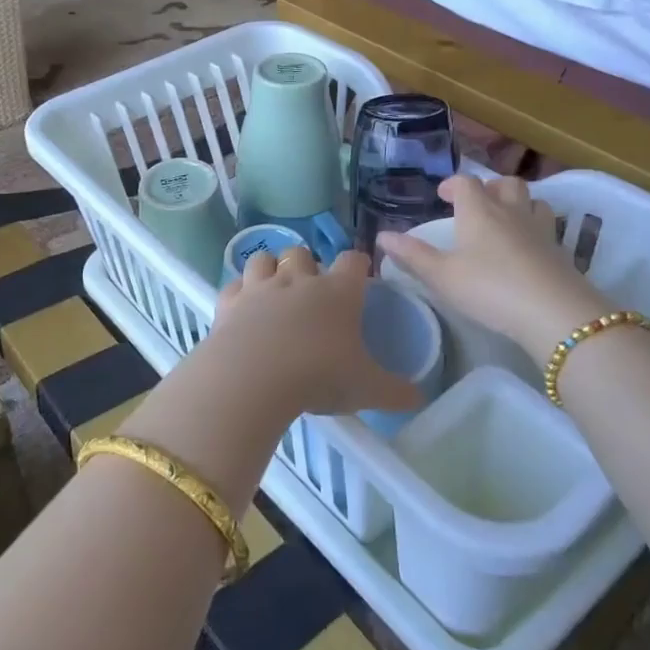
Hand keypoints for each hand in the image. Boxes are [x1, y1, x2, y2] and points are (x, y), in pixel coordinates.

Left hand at [209, 247, 419, 418]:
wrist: (254, 378)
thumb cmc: (320, 376)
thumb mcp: (368, 389)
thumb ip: (396, 392)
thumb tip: (419, 397)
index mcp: (338, 292)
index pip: (353, 260)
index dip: (358, 266)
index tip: (359, 279)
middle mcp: (299, 280)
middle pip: (303, 252)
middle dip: (307, 264)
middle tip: (311, 292)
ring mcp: (260, 287)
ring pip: (263, 258)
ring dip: (269, 269)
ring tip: (274, 291)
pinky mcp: (229, 302)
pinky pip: (234, 285)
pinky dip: (239, 292)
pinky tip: (243, 309)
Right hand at [377, 175, 614, 362]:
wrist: (554, 312)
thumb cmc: (489, 288)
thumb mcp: (442, 276)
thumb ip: (412, 256)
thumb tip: (382, 236)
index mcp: (480, 211)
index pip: (466, 183)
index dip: (453, 184)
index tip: (443, 196)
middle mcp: (511, 212)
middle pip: (506, 184)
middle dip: (490, 187)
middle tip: (478, 204)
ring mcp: (541, 230)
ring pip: (533, 201)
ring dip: (519, 204)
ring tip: (506, 221)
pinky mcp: (561, 251)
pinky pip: (548, 228)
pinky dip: (536, 229)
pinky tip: (528, 250)